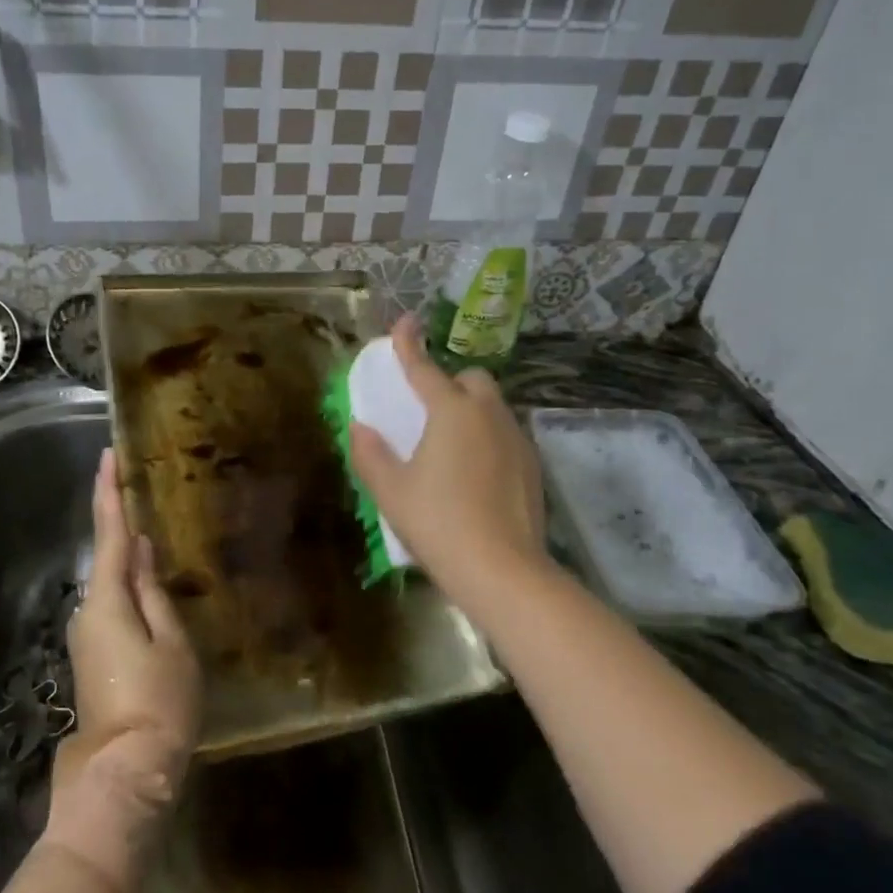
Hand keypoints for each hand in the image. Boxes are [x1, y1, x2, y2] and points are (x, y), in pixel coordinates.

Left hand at [48, 449, 201, 856]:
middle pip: (107, 557)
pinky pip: (112, 605)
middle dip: (120, 523)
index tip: (107, 456)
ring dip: (128, 558)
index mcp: (107, 600)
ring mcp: (87, 634)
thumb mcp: (171, 642)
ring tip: (155, 534)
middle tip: (138, 489)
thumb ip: (153, 592)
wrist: (126, 771)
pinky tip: (150, 584)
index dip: (108, 493)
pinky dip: (129, 586)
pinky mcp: (93, 654)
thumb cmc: (159, 703)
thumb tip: (139, 550)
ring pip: (111, 583)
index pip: (109, 533)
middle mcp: (88, 610)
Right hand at [348, 314, 547, 607]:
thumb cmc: (438, 523)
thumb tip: (359, 427)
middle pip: (472, 379)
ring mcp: (516, 439)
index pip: (424, 368)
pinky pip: (506, 434)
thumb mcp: (391, 491)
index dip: (409, 344)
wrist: (502, 570)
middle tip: (429, 411)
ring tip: (451, 447)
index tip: (405, 322)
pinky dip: (488, 438)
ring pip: (493, 407)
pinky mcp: (533, 465)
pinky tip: (475, 474)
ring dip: (471, 410)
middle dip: (450, 383)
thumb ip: (370, 453)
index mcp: (451, 412)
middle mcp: (488, 415)